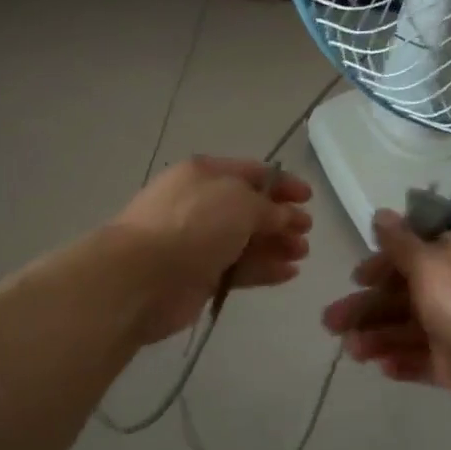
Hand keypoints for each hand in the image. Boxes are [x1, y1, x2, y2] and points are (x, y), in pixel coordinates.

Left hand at [111, 156, 313, 344]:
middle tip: (306, 231)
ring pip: (245, 239)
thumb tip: (285, 216)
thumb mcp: (239, 202)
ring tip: (302, 253)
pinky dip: (263, 268)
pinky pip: (238, 268)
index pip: (251, 172)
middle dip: (280, 217)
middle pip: (249, 208)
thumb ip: (269, 208)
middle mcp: (200, 203)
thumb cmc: (193, 225)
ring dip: (276, 244)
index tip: (308, 198)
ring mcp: (198, 241)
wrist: (141, 277)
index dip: (282, 182)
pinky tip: (289, 273)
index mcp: (205, 174)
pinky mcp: (199, 276)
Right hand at [322, 210, 450, 426]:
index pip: (413, 252)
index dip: (381, 265)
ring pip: (409, 327)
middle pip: (404, 292)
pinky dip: (401, 359)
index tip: (356, 279)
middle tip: (330, 322)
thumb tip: (382, 213)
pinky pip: (424, 358)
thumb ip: (400, 242)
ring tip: (350, 350)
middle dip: (367, 307)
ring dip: (378, 335)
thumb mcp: (429, 263)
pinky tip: (379, 366)